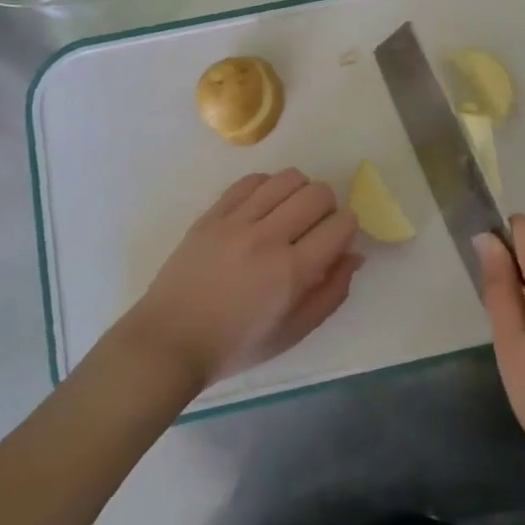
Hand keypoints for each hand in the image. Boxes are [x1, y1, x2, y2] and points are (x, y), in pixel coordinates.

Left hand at [116, 168, 362, 393]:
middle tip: (315, 227)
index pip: (341, 224)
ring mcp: (236, 222)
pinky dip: (267, 187)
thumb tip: (353, 255)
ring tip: (290, 212)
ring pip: (287, 179)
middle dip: (328, 206)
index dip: (348, 228)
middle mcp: (267, 238)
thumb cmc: (237, 345)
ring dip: (300, 191)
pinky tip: (263, 206)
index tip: (337, 240)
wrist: (170, 341)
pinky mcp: (212, 214)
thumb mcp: (294, 332)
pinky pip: (251, 181)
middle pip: (318, 193)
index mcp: (292, 272)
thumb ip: (331, 293)